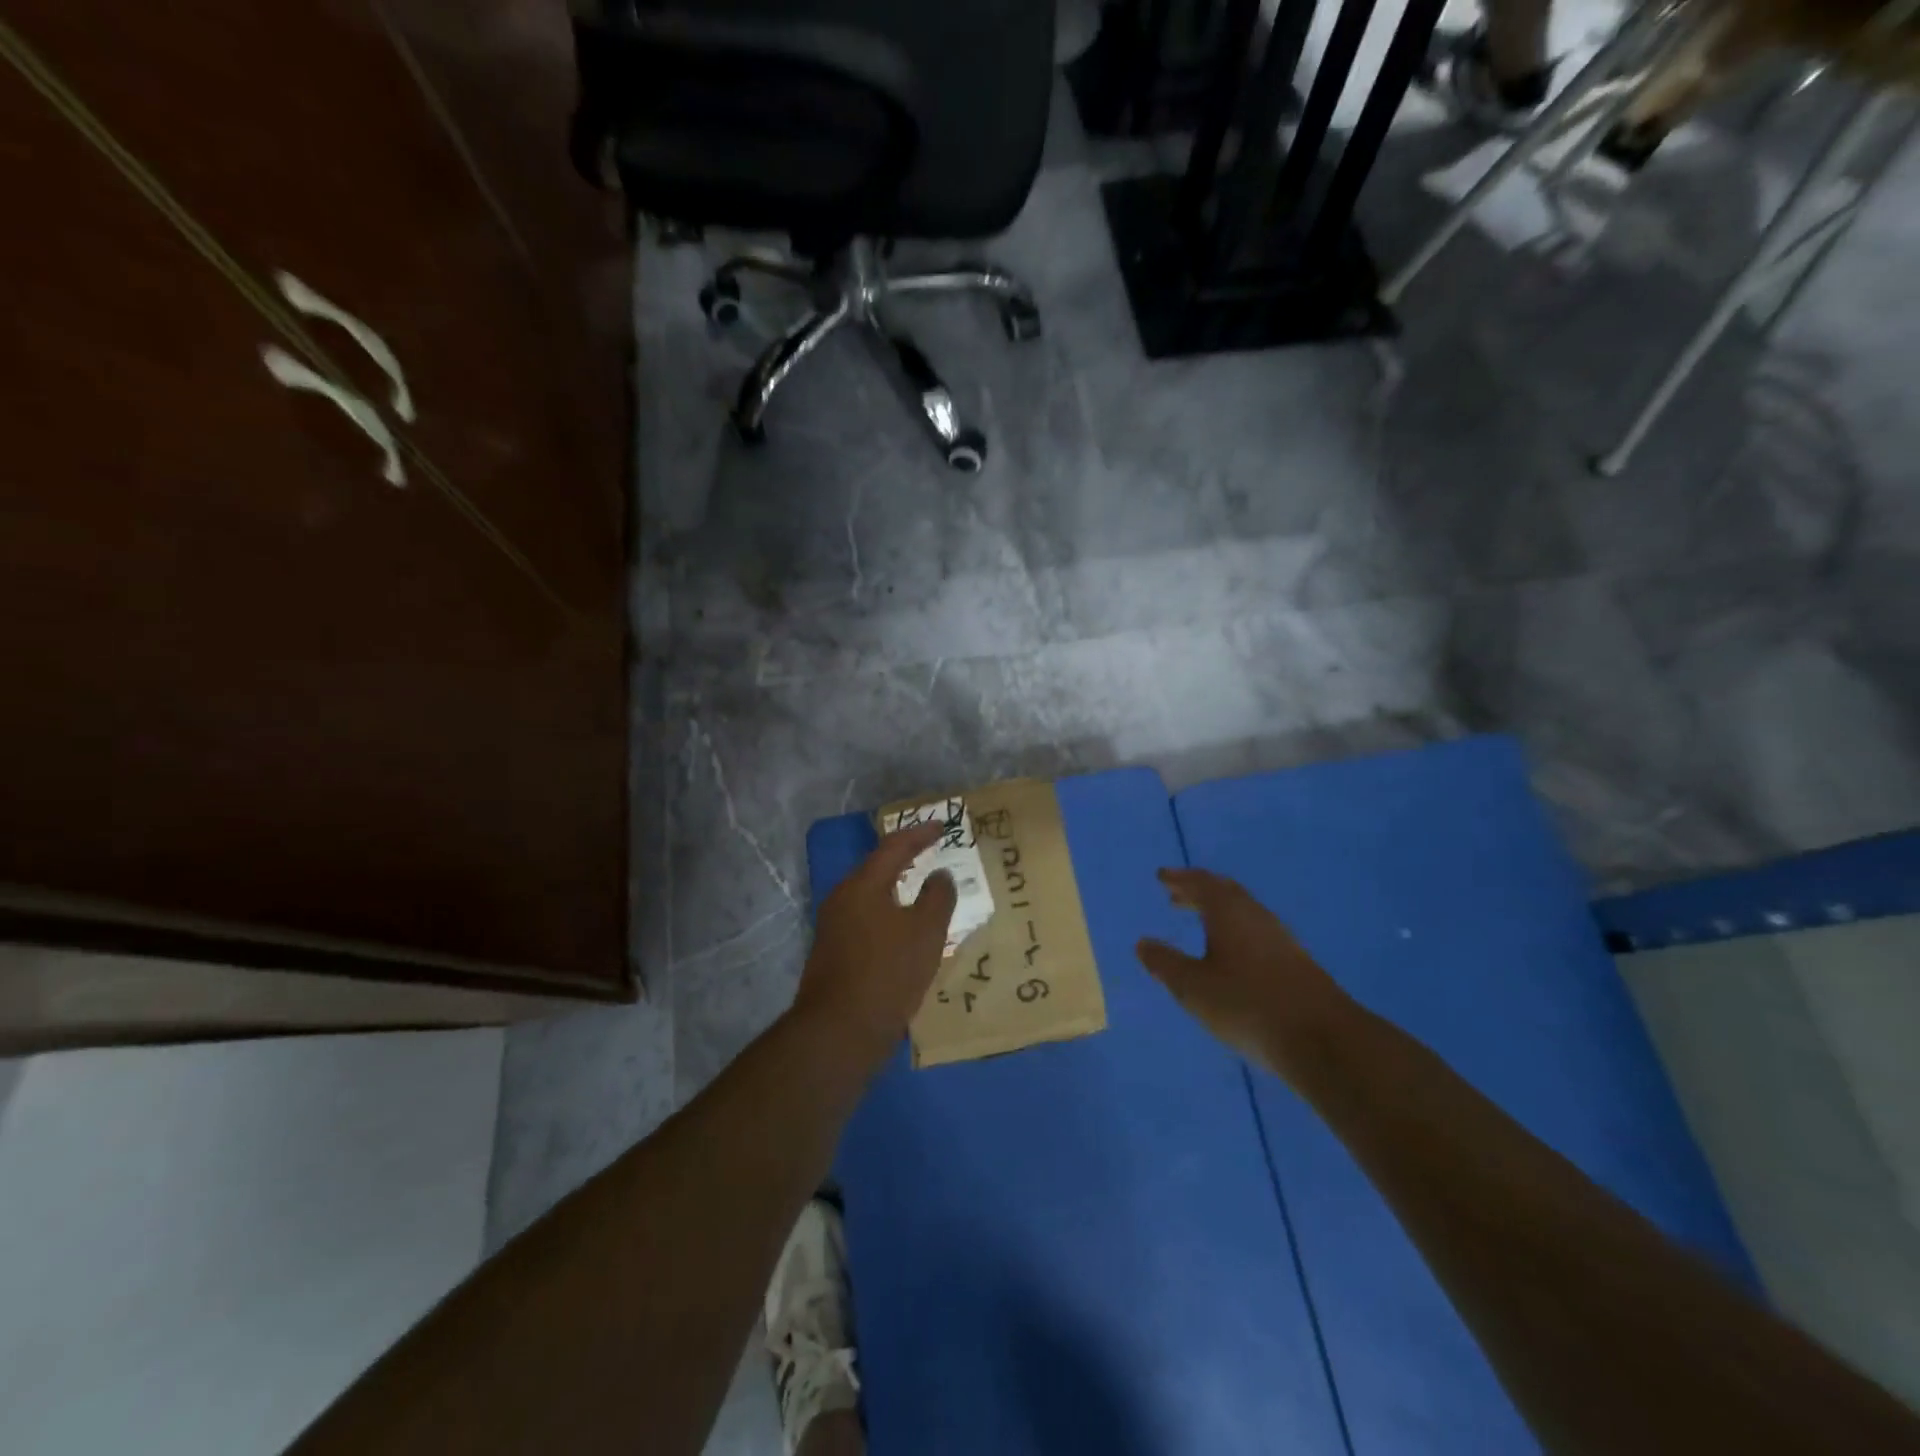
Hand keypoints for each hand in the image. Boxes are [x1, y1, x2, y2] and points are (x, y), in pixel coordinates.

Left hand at [793, 822, 957, 1065]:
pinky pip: (867, 920)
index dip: (919, 835)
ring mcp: (834, 928)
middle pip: (876, 868)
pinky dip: (889, 914)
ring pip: (871, 896)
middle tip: (931, 852)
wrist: (839, 1032)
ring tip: (922, 890)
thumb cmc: (887, 973)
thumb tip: (939, 876)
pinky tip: (904, 930)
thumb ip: (938, 897)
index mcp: (862, 886)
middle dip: (905, 858)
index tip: (942, 827)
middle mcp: (842, 899)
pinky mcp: (834, 954)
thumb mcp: (925, 932)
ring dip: (897, 889)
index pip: (893, 847)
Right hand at [1136, 869, 1354, 1084]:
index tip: (1162, 876)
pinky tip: (1231, 952)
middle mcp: (1256, 916)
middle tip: (1176, 895)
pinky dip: (1235, 929)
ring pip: (1243, 911)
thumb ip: (1165, 963)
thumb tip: (1142, 943)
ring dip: (1218, 910)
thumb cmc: (1247, 1005)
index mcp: (1229, 912)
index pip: (1201, 883)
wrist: (1323, 1040)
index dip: (1179, 879)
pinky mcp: (1295, 962)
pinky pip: (1256, 930)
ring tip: (1200, 920)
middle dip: (1199, 891)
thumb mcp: (1193, 987)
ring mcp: (1280, 939)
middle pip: (1225, 892)